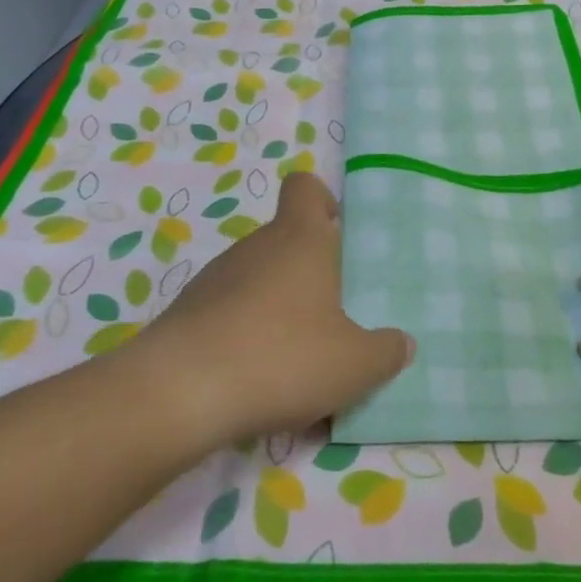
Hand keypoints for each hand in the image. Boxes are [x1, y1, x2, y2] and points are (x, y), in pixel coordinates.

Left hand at [108, 172, 412, 448]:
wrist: (179, 394)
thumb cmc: (282, 357)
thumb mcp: (354, 364)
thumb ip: (386, 352)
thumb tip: (401, 344)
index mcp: (300, 239)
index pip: (304, 187)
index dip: (322, 201)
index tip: (337, 235)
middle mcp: (256, 246)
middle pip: (287, 241)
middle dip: (312, 275)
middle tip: (336, 319)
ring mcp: (215, 279)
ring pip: (259, 282)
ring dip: (280, 310)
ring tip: (299, 362)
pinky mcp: (188, 314)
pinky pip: (231, 315)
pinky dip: (248, 337)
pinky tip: (259, 381)